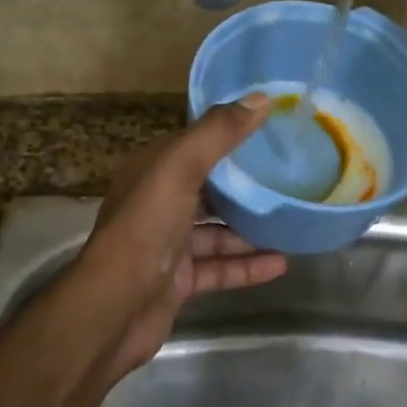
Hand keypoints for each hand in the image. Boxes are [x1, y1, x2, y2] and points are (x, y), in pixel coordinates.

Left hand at [76, 95, 287, 378]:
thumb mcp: (180, 168)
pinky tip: (282, 264)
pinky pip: (219, 268)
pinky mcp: (178, 280)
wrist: (115, 308)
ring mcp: (168, 244)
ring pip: (217, 231)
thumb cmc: (146, 227)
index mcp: (153, 171)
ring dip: (251, 229)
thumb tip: (262, 98)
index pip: (195, 145)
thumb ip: (219, 133)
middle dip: (245, 185)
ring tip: (292, 221)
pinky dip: (248, 266)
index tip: (271, 128)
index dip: (229, 134)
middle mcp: (158, 203)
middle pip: (209, 189)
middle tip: (290, 177)